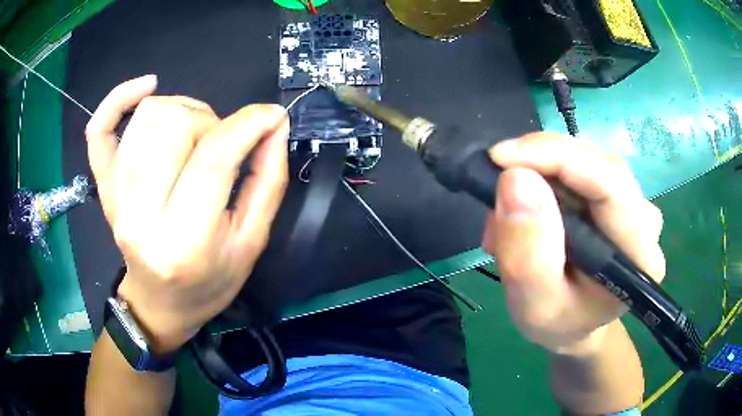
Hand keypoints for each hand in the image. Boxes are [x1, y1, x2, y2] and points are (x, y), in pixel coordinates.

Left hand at [86, 75, 288, 352]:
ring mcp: (114, 197)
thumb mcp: (251, 242)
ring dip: (182, 110)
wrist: (159, 303)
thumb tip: (274, 124)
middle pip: (174, 125)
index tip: (272, 115)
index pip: (212, 159)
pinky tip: (145, 88)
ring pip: (147, 116)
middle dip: (211, 122)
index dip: (248, 125)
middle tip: (221, 146)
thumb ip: (268, 181)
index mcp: (184, 241)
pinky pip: (98, 129)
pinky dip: (118, 99)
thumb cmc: (208, 282)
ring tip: (192, 133)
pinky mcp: (102, 185)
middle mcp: (140, 215)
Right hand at [483, 132, 664, 355]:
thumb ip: (527, 254)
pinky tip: (527, 208)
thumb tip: (514, 179)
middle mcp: (644, 218)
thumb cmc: (559, 322)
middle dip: (538, 166)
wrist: (575, 322)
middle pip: (594, 163)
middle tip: (495, 193)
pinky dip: (544, 176)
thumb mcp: (535, 305)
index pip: (608, 183)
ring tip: (509, 214)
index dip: (555, 158)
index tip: (499, 159)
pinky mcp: (615, 193)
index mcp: (639, 253)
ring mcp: (632, 200)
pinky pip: (578, 167)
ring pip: (582, 159)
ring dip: (538, 172)